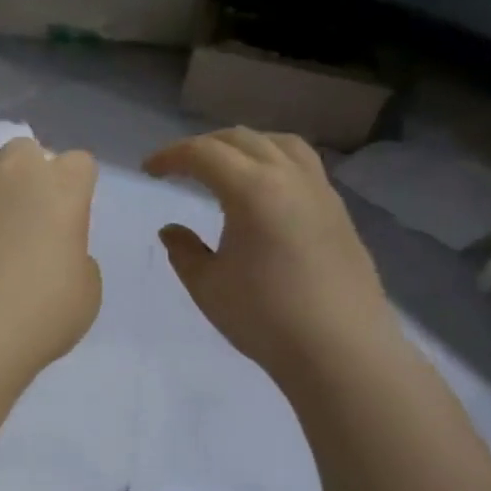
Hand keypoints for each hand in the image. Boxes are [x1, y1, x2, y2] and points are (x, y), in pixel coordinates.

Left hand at [0, 138, 101, 382]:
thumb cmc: (42, 316)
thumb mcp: (86, 292)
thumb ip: (77, 258)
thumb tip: (58, 251)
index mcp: (63, 191)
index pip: (79, 162)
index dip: (74, 184)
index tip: (66, 213)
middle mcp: (16, 174)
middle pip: (23, 147)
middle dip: (24, 170)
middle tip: (19, 209)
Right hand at [144, 129, 396, 386]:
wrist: (341, 351)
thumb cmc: (265, 317)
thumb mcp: (207, 286)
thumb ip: (184, 251)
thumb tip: (172, 230)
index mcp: (252, 190)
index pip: (203, 153)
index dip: (170, 156)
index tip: (149, 171)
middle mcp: (290, 178)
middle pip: (241, 139)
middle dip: (203, 146)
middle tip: (178, 167)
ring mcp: (321, 192)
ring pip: (280, 144)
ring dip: (244, 146)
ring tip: (225, 167)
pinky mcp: (339, 213)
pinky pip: (303, 166)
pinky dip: (274, 162)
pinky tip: (264, 193)